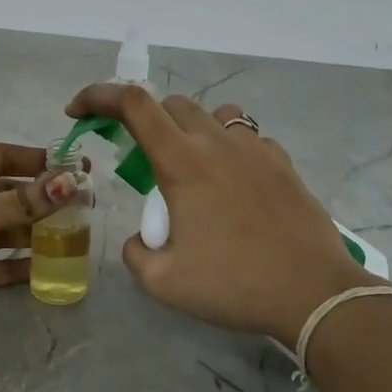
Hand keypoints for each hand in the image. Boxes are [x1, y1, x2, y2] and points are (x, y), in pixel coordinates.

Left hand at [0, 143, 80, 333]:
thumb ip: (17, 203)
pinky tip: (41, 270)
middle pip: (3, 194)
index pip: (1, 157)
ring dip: (29, 234)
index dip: (36, 161)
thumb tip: (70, 185)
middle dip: (39, 201)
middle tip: (82, 209)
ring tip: (70, 239)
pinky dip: (10, 266)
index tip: (74, 168)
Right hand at [65, 84, 380, 345]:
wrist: (314, 294)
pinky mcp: (284, 165)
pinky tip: (232, 184)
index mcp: (183, 162)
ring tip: (188, 165)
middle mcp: (218, 143)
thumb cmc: (234, 285)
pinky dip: (228, 148)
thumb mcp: (164, 282)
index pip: (133, 104)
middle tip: (137, 157)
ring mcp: (257, 150)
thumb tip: (141, 239)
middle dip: (143, 119)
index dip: (98, 97)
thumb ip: (136, 253)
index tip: (78, 111)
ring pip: (214, 114)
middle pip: (172, 104)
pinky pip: (248, 138)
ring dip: (190, 128)